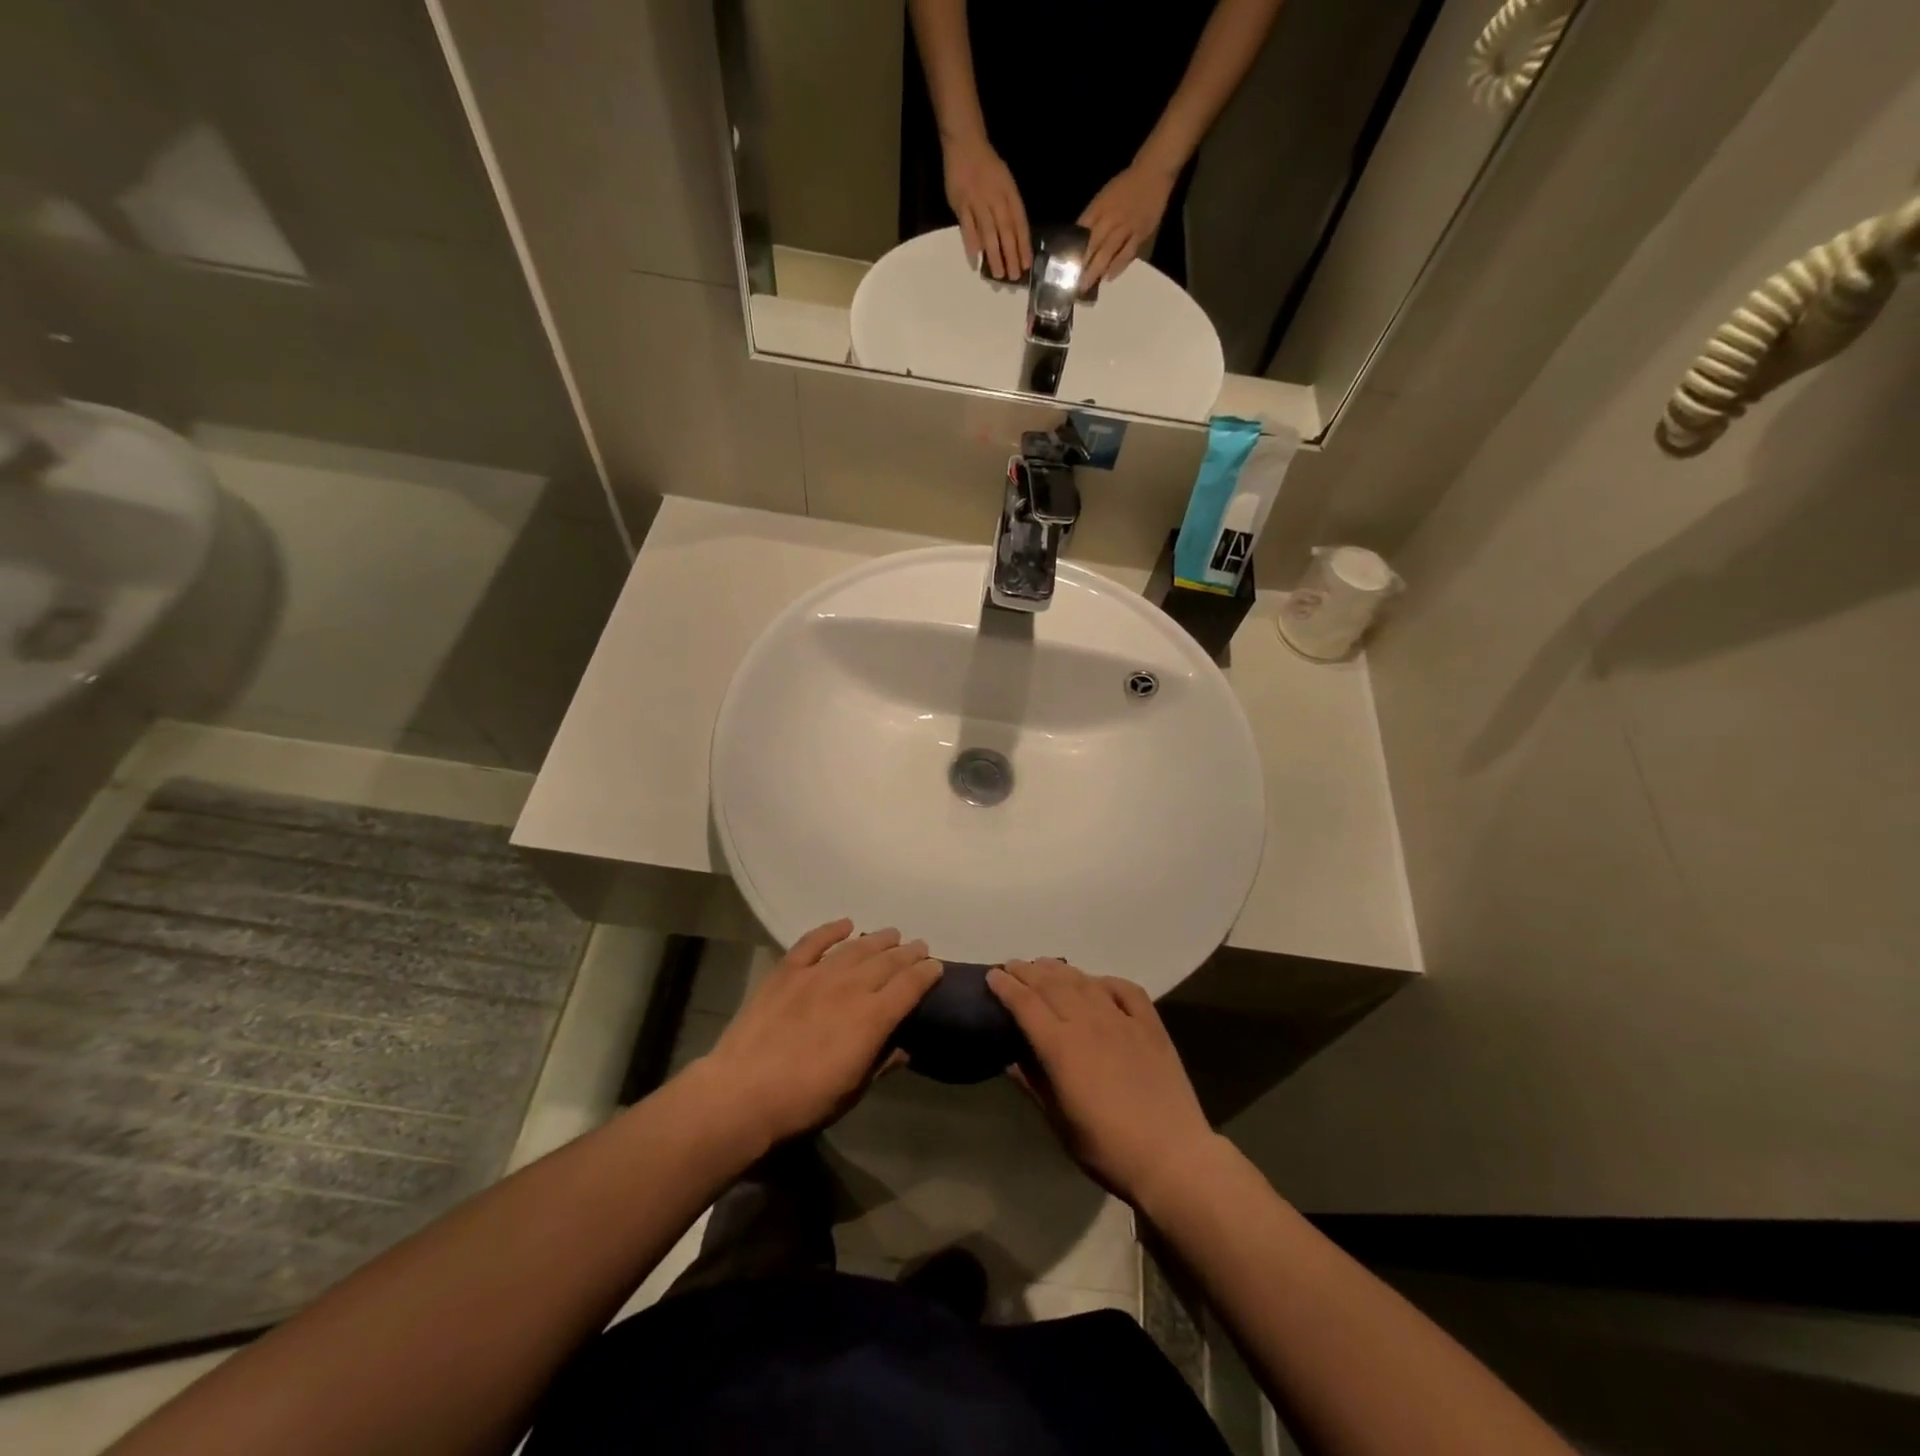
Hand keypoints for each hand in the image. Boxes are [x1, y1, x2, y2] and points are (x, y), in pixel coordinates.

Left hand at [697, 921, 941, 1145]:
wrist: (742, 1094)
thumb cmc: (804, 1101)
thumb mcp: (853, 1091)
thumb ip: (882, 1062)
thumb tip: (906, 1047)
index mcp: (873, 1017)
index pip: (910, 985)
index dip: (927, 973)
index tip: (936, 967)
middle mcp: (851, 987)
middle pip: (888, 960)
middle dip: (908, 952)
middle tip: (919, 947)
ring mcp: (817, 974)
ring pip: (856, 947)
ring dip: (877, 939)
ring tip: (891, 934)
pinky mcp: (787, 971)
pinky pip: (813, 942)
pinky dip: (831, 930)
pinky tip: (845, 924)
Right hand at [942, 134, 1030, 280]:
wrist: (966, 144)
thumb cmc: (988, 167)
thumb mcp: (1006, 183)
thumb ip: (1009, 209)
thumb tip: (1014, 239)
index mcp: (1009, 194)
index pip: (1019, 223)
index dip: (1023, 245)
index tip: (1026, 265)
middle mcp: (995, 199)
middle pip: (1005, 231)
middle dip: (1011, 255)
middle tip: (1013, 277)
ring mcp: (977, 202)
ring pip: (988, 232)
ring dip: (994, 255)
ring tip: (998, 275)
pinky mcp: (961, 204)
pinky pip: (967, 227)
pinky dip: (971, 244)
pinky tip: (975, 260)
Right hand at [986, 959, 1216, 1204]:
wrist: (1173, 1158)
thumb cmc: (1108, 1149)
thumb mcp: (1059, 1123)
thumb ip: (1034, 1085)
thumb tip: (1010, 1059)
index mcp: (1061, 1047)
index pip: (1026, 1004)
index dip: (1006, 986)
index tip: (992, 975)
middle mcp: (1089, 1022)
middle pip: (1052, 984)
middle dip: (1027, 971)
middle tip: (1012, 965)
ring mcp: (1122, 1020)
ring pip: (1084, 982)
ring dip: (1060, 970)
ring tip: (1044, 965)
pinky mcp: (1151, 1025)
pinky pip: (1126, 989)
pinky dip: (1106, 981)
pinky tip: (1097, 982)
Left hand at [1077, 163, 1177, 286]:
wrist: (1153, 172)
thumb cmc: (1125, 185)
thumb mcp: (1103, 196)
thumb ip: (1092, 217)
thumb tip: (1078, 238)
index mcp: (1099, 208)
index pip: (1081, 231)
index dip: (1072, 249)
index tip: (1063, 266)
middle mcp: (1111, 218)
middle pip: (1093, 245)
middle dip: (1082, 265)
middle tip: (1073, 284)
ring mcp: (1126, 227)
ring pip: (1108, 252)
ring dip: (1096, 270)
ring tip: (1086, 285)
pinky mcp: (1141, 233)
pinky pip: (1127, 253)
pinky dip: (1117, 267)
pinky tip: (1108, 277)